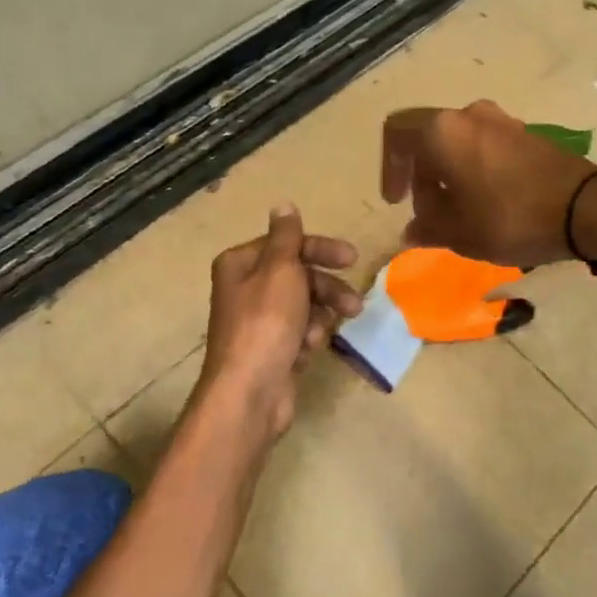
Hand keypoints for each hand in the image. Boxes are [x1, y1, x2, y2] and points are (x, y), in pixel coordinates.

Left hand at [196, 206, 360, 439]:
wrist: (250, 392)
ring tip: (320, 335)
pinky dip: (307, 339)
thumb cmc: (265, 323)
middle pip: (298, 276)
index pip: (287, 244)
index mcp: (241, 264)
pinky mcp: (271, 349)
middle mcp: (246, 288)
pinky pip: (299, 333)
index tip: (351, 258)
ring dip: (318, 317)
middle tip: (355, 304)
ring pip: (303, 306)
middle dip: (326, 289)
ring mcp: (258, 321)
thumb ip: (287, 237)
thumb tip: (283, 204)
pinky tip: (307, 351)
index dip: (320, 249)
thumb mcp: (280, 271)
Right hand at [381, 101, 595, 267]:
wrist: (587, 209)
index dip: (389, 169)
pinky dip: (473, 171)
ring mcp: (501, 121)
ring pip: (457, 143)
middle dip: (421, 178)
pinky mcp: (526, 133)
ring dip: (448, 175)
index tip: (397, 201)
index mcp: (442, 131)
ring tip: (458, 214)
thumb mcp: (459, 233)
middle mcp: (468, 115)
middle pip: (427, 139)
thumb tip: (413, 230)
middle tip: (429, 215)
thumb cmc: (510, 218)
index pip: (396, 134)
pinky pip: (484, 146)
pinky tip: (485, 204)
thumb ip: (428, 228)